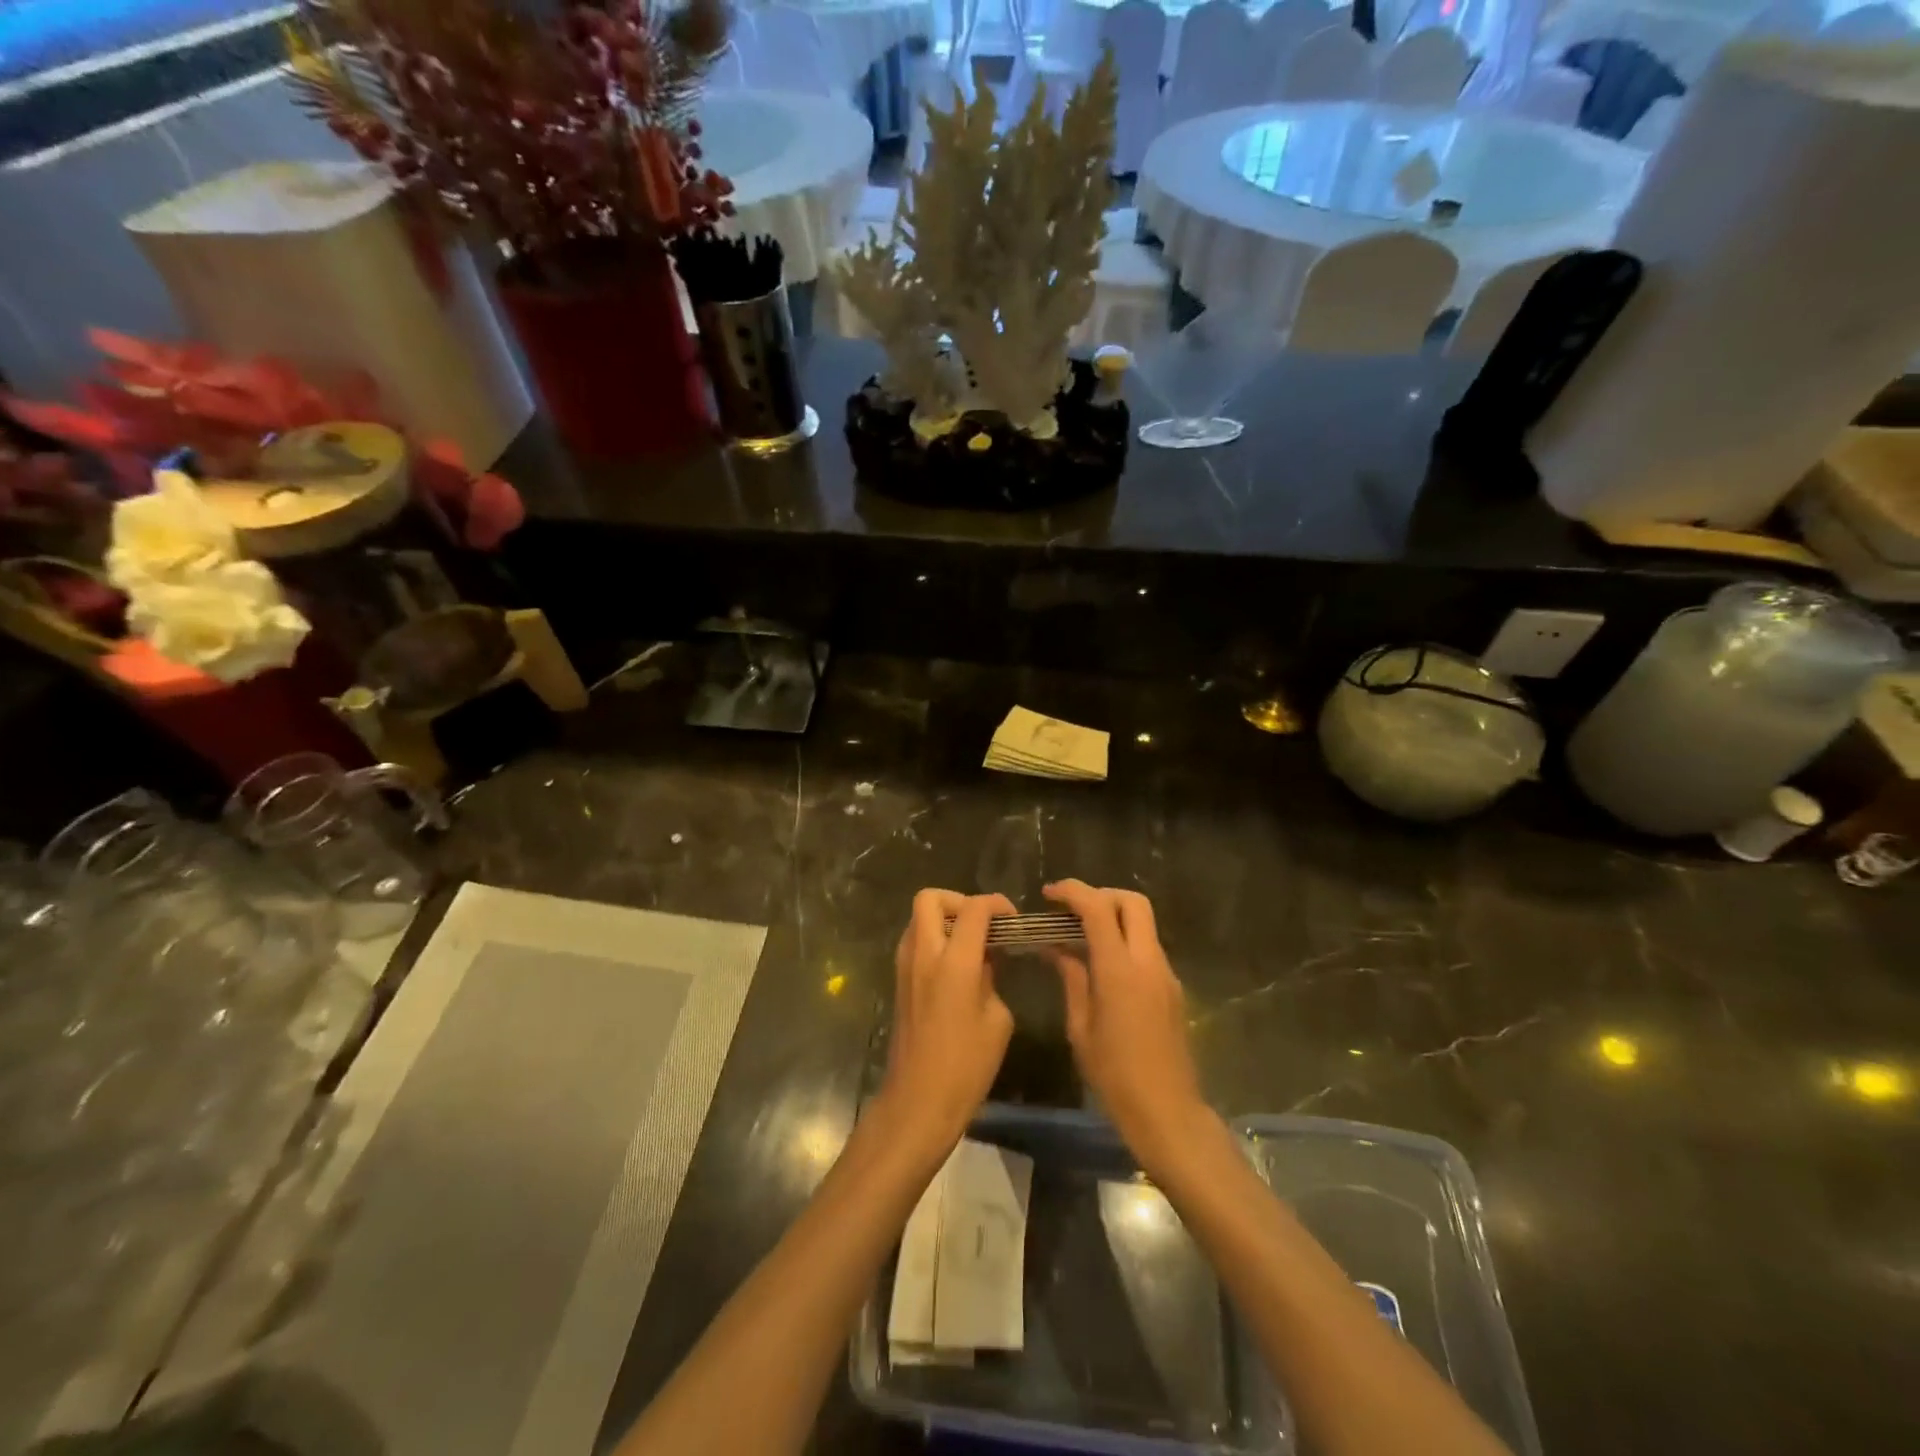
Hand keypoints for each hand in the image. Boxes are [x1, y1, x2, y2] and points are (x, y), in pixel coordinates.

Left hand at [876, 889, 1016, 1159]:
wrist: (918, 1101)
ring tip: (970, 944)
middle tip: (981, 924)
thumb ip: (992, 979)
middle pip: (930, 898)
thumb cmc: (966, 1066)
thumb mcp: (997, 1021)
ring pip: (917, 918)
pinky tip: (955, 967)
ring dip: (943, 919)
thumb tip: (984, 962)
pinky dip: (933, 940)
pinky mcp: (898, 981)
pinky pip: (914, 942)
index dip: (997, 904)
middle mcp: (924, 954)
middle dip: (959, 900)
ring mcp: (905, 967)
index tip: (1013, 920)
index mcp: (955, 963)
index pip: (975, 909)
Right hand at [1045, 880, 1213, 1177]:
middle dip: (1101, 895)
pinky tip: (1102, 965)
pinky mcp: (1172, 988)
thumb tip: (1056, 948)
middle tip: (1072, 910)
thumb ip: (1071, 978)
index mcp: (1119, 969)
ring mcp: (1165, 973)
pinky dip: (1124, 941)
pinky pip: (1147, 948)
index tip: (1048, 893)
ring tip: (1081, 937)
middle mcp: (1148, 961)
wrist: (1167, 1111)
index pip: (1097, 909)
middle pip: (1132, 902)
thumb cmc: (1114, 1074)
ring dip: (1114, 918)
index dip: (1072, 892)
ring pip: (1143, 923)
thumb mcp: (1080, 1027)